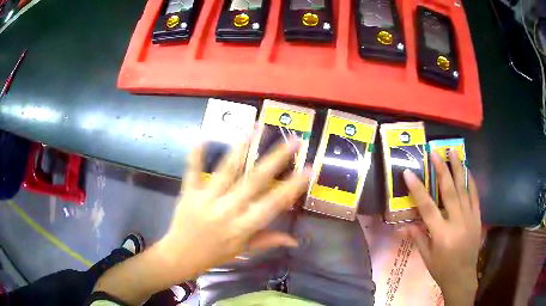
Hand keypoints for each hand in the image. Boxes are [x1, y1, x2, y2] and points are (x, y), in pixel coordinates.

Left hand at [156, 135, 310, 281]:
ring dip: (243, 147)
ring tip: (256, 128)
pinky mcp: (189, 193)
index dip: (292, 187)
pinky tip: (202, 136)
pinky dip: (196, 154)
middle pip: (254, 181)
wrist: (180, 255)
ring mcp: (206, 199)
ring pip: (227, 169)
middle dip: (276, 159)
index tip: (309, 169)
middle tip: (293, 140)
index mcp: (242, 227)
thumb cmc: (215, 254)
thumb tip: (295, 241)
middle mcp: (227, 210)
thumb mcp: (243, 251)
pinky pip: (192, 171)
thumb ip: (268, 240)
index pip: (272, 204)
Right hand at [403, 150, 480, 305]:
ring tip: (453, 151)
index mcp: (441, 234)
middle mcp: (457, 222)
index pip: (427, 207)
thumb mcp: (426, 257)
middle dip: (441, 170)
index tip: (409, 173)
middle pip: (449, 192)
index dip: (417, 189)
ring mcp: (469, 217)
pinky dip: (471, 181)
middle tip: (435, 152)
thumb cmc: (442, 268)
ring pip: (464, 188)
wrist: (463, 276)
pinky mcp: (477, 217)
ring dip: (458, 168)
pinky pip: (475, 195)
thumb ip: (418, 237)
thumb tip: (402, 224)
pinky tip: (467, 169)